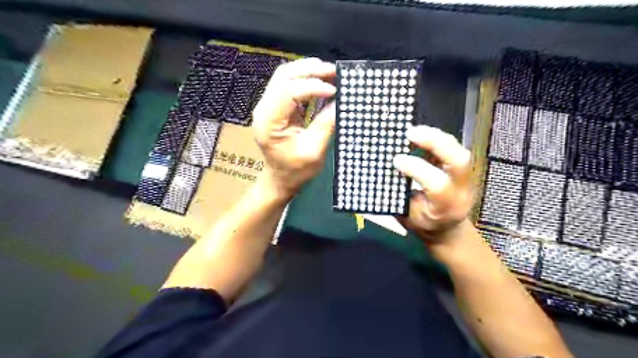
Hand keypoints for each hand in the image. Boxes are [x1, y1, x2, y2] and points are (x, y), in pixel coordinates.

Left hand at [252, 58, 335, 198]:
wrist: (280, 179)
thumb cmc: (296, 170)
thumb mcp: (314, 151)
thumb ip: (325, 125)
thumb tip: (340, 101)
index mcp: (269, 122)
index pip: (288, 91)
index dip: (313, 86)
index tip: (335, 90)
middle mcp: (263, 109)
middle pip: (283, 76)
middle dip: (310, 70)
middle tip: (334, 71)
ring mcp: (267, 106)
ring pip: (284, 75)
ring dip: (307, 70)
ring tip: (329, 71)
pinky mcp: (275, 106)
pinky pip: (288, 84)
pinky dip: (305, 78)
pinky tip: (320, 80)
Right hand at [392, 125, 475, 243]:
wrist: (447, 229)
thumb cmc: (423, 224)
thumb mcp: (407, 216)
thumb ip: (399, 195)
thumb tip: (385, 170)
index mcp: (445, 208)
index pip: (437, 184)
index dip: (417, 169)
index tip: (397, 160)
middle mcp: (461, 191)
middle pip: (459, 161)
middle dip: (435, 143)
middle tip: (411, 133)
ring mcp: (466, 178)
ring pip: (459, 151)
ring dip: (436, 137)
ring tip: (414, 131)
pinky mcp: (463, 168)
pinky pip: (454, 148)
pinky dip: (437, 139)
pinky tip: (422, 135)